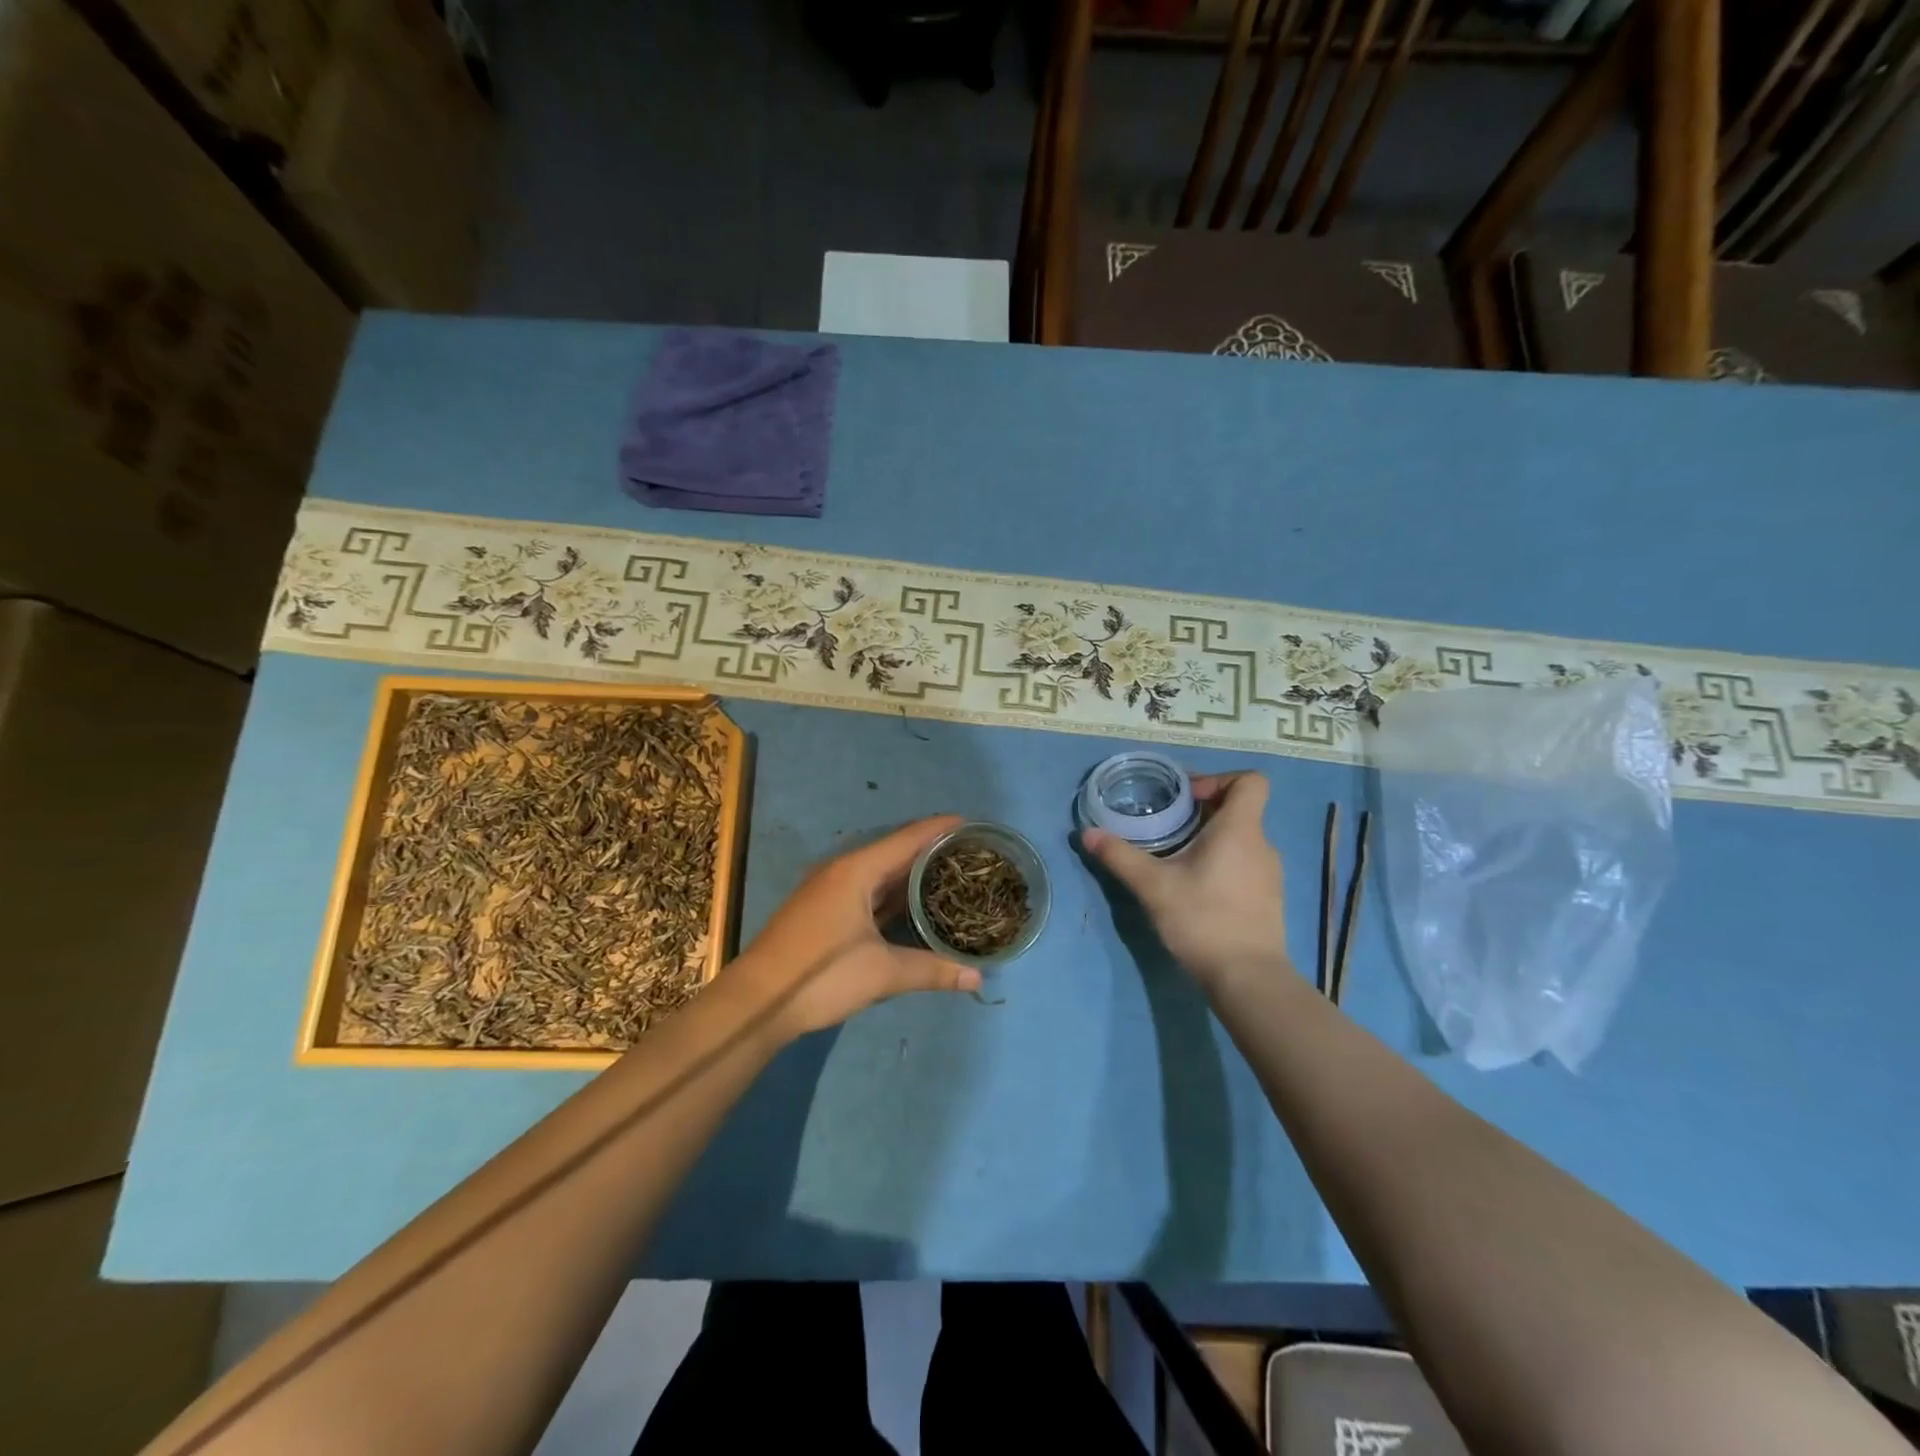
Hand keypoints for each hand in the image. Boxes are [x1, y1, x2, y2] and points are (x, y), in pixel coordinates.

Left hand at [738, 815, 982, 1039]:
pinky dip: (893, 893)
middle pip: (895, 852)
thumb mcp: (881, 973)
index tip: (973, 824)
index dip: (940, 828)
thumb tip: (978, 977)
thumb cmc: (820, 976)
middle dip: (931, 850)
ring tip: (949, 874)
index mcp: (856, 870)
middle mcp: (842, 871)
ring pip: (879, 873)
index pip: (908, 839)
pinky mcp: (823, 911)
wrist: (755, 1003)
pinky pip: (867, 890)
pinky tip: (913, 905)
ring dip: (911, 873)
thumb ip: (932, 970)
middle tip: (970, 854)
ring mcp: (829, 891)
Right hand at [1081, 771, 1289, 996]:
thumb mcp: (1153, 885)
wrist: (1247, 978)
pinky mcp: (1267, 898)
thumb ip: (1120, 856)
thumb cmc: (1203, 919)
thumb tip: (1087, 833)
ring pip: (1240, 838)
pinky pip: (1245, 863)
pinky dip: (1221, 863)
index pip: (1250, 780)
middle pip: (1239, 808)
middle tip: (1166, 826)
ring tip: (1175, 857)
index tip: (1186, 798)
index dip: (1219, 778)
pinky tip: (1194, 887)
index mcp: (1240, 829)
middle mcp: (1262, 844)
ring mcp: (1269, 873)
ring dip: (1210, 839)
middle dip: (1202, 810)